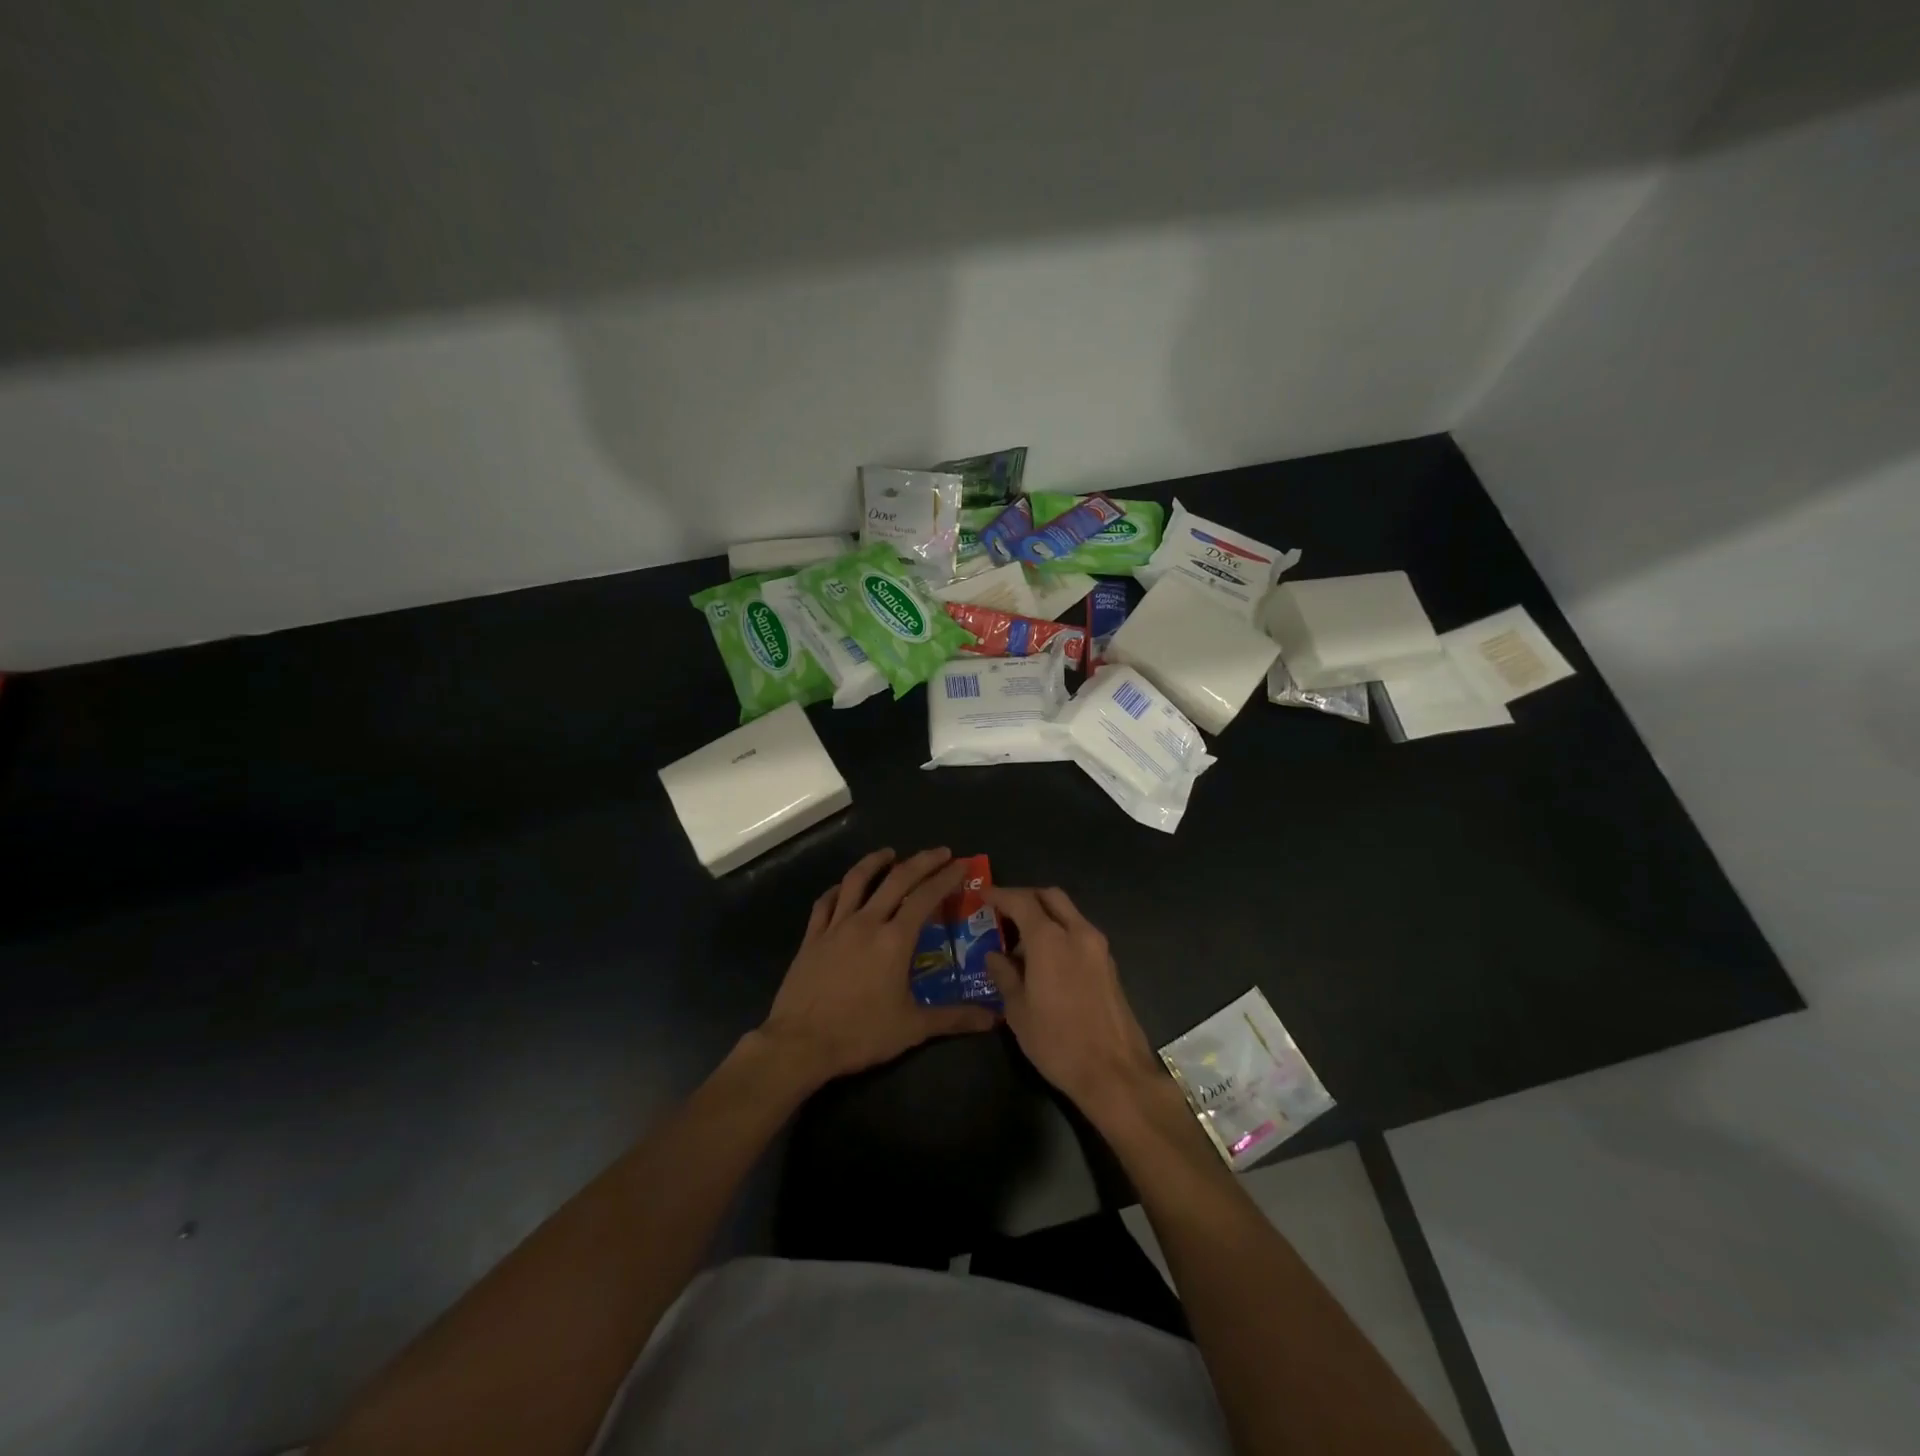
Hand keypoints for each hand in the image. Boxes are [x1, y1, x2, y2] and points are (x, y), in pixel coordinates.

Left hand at [760, 848, 997, 1084]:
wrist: (800, 1044)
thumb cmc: (860, 1034)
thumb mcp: (912, 1028)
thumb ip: (954, 1018)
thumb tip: (995, 1018)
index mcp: (894, 940)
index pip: (926, 898)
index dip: (946, 878)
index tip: (961, 864)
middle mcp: (867, 923)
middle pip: (897, 880)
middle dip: (922, 861)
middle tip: (940, 852)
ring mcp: (835, 927)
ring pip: (856, 881)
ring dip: (875, 862)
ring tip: (889, 853)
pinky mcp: (812, 937)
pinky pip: (825, 903)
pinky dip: (838, 889)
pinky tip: (843, 887)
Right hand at [986, 886, 1162, 1117]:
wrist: (1115, 1073)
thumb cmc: (1058, 1042)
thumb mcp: (1018, 1011)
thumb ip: (1004, 976)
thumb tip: (994, 956)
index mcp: (1050, 940)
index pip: (1022, 901)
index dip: (1000, 895)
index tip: (983, 895)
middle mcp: (1078, 933)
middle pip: (1051, 897)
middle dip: (1026, 897)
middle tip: (1004, 912)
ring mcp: (1099, 947)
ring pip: (1069, 913)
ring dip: (1045, 916)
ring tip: (1022, 943)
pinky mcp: (1109, 964)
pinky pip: (1080, 932)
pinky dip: (1060, 932)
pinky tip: (1046, 960)